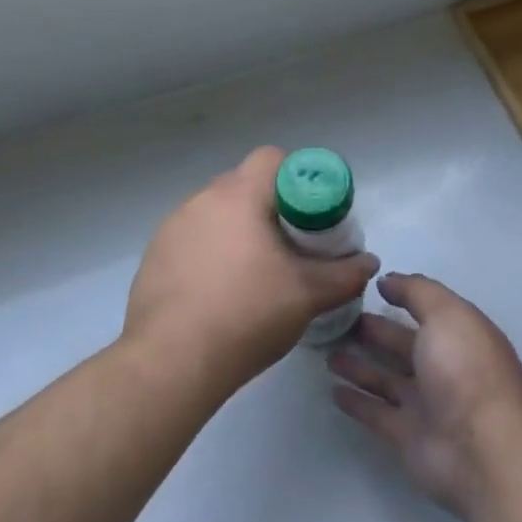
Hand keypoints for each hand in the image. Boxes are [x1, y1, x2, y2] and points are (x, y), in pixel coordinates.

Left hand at [124, 147, 379, 390]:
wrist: (172, 362)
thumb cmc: (246, 315)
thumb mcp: (308, 296)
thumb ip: (344, 274)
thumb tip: (367, 262)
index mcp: (237, 196)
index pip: (272, 159)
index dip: (298, 179)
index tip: (310, 216)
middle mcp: (199, 200)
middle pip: (244, 186)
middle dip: (270, 209)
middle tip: (290, 248)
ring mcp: (170, 228)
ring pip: (216, 214)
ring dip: (237, 232)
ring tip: (254, 275)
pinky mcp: (153, 257)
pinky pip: (191, 240)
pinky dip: (210, 254)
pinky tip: (219, 294)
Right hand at [328, 273, 521, 518]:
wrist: (482, 451)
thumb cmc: (465, 371)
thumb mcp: (447, 314)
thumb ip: (417, 292)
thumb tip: (387, 280)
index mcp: (459, 336)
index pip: (426, 311)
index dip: (400, 297)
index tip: (365, 288)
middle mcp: (443, 368)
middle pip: (402, 345)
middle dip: (373, 332)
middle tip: (336, 320)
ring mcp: (426, 404)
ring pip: (386, 379)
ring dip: (359, 366)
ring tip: (328, 352)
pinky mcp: (407, 435)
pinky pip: (376, 413)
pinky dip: (357, 402)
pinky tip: (333, 390)